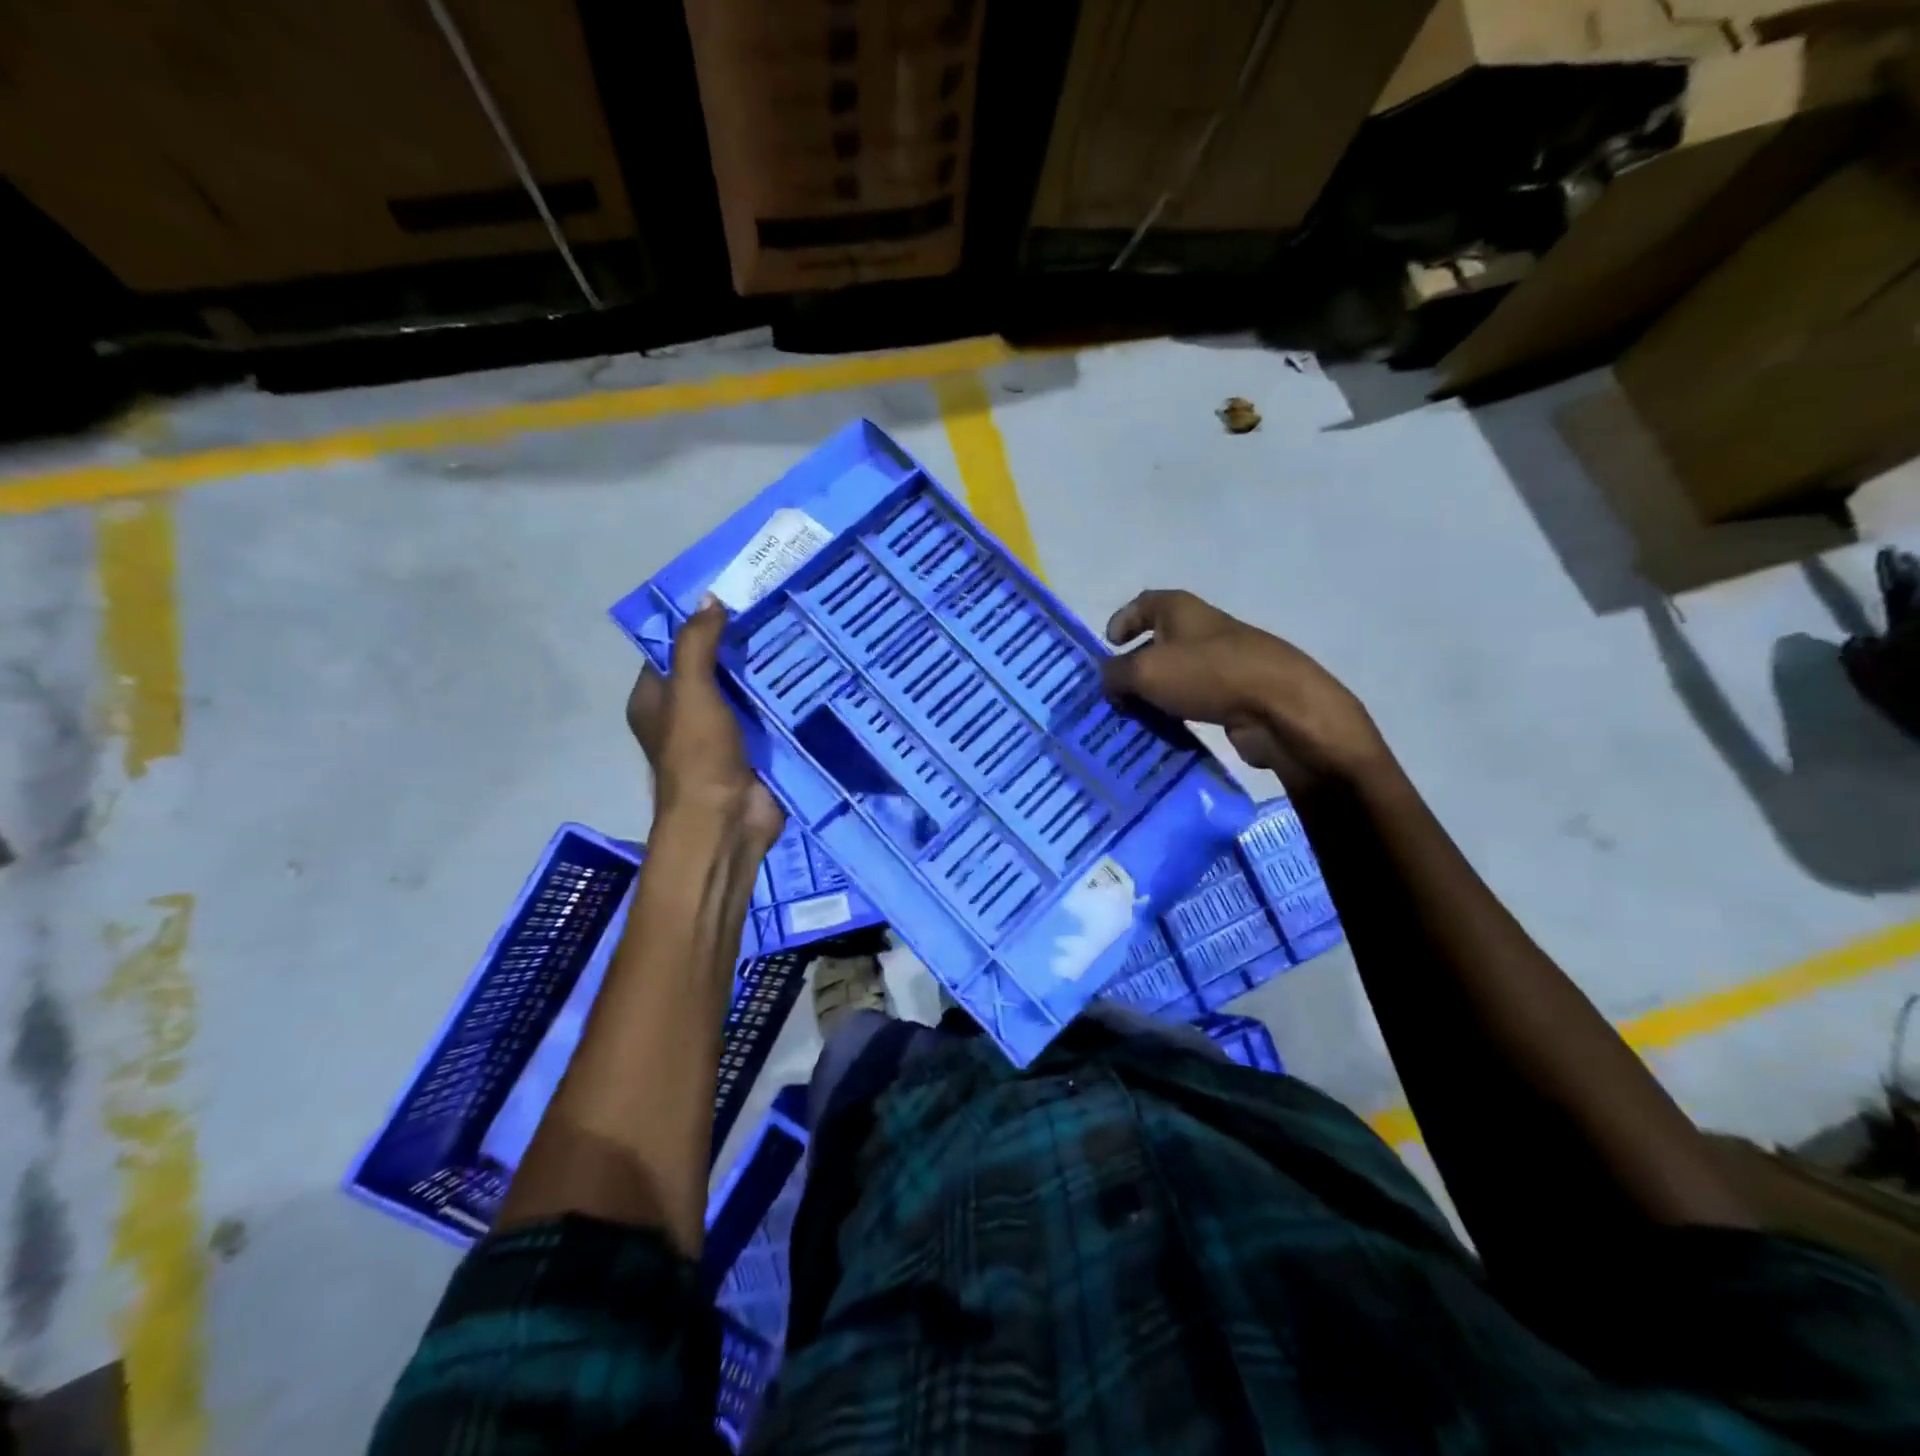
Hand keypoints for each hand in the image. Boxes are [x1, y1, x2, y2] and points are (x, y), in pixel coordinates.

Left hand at [625, 598, 785, 853]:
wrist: (727, 821)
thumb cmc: (698, 755)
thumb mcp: (690, 691)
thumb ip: (697, 644)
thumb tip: (710, 598)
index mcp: (656, 699)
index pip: (674, 649)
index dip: (699, 623)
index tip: (735, 597)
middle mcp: (686, 714)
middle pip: (714, 668)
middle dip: (741, 644)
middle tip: (776, 609)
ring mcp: (723, 733)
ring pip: (746, 691)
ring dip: (767, 670)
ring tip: (799, 631)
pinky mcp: (755, 749)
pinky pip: (770, 715)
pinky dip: (785, 699)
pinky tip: (811, 672)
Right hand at [1103, 589, 1384, 786]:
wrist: (1279, 706)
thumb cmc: (1206, 674)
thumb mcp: (1144, 671)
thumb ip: (1115, 674)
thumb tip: (1109, 682)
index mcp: (1181, 609)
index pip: (1144, 603)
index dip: (1123, 620)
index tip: (1109, 645)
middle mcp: (1202, 630)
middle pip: (1159, 642)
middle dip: (1134, 666)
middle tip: (1112, 693)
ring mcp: (1223, 663)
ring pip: (1177, 677)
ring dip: (1154, 695)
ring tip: (1132, 719)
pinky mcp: (1236, 696)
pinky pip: (1195, 702)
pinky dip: (1177, 715)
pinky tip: (1164, 734)